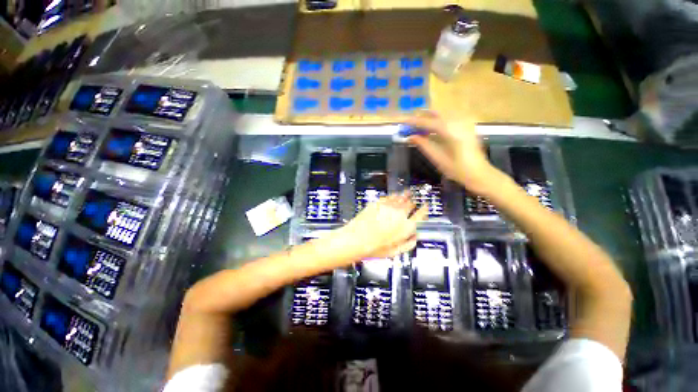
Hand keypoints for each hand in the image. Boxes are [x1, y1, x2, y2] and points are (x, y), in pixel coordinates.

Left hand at [328, 192, 427, 260]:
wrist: (356, 239)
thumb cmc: (375, 248)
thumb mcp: (395, 252)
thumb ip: (408, 244)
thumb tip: (415, 237)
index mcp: (406, 227)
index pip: (421, 214)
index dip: (424, 209)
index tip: (425, 206)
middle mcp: (400, 214)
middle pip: (410, 204)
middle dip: (413, 203)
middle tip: (413, 202)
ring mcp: (388, 206)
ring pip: (401, 197)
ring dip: (405, 195)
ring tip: (408, 192)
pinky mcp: (378, 203)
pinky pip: (389, 197)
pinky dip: (393, 196)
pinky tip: (394, 196)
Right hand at [406, 111, 504, 195]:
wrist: (479, 173)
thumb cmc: (457, 170)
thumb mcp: (437, 159)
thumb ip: (424, 145)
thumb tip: (410, 137)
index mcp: (452, 132)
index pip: (428, 122)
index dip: (413, 121)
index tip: (401, 121)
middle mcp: (459, 122)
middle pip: (436, 113)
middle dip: (421, 117)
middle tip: (408, 125)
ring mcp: (465, 121)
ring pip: (442, 113)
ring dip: (428, 119)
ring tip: (417, 129)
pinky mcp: (467, 124)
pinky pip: (448, 118)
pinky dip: (437, 121)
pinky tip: (431, 130)